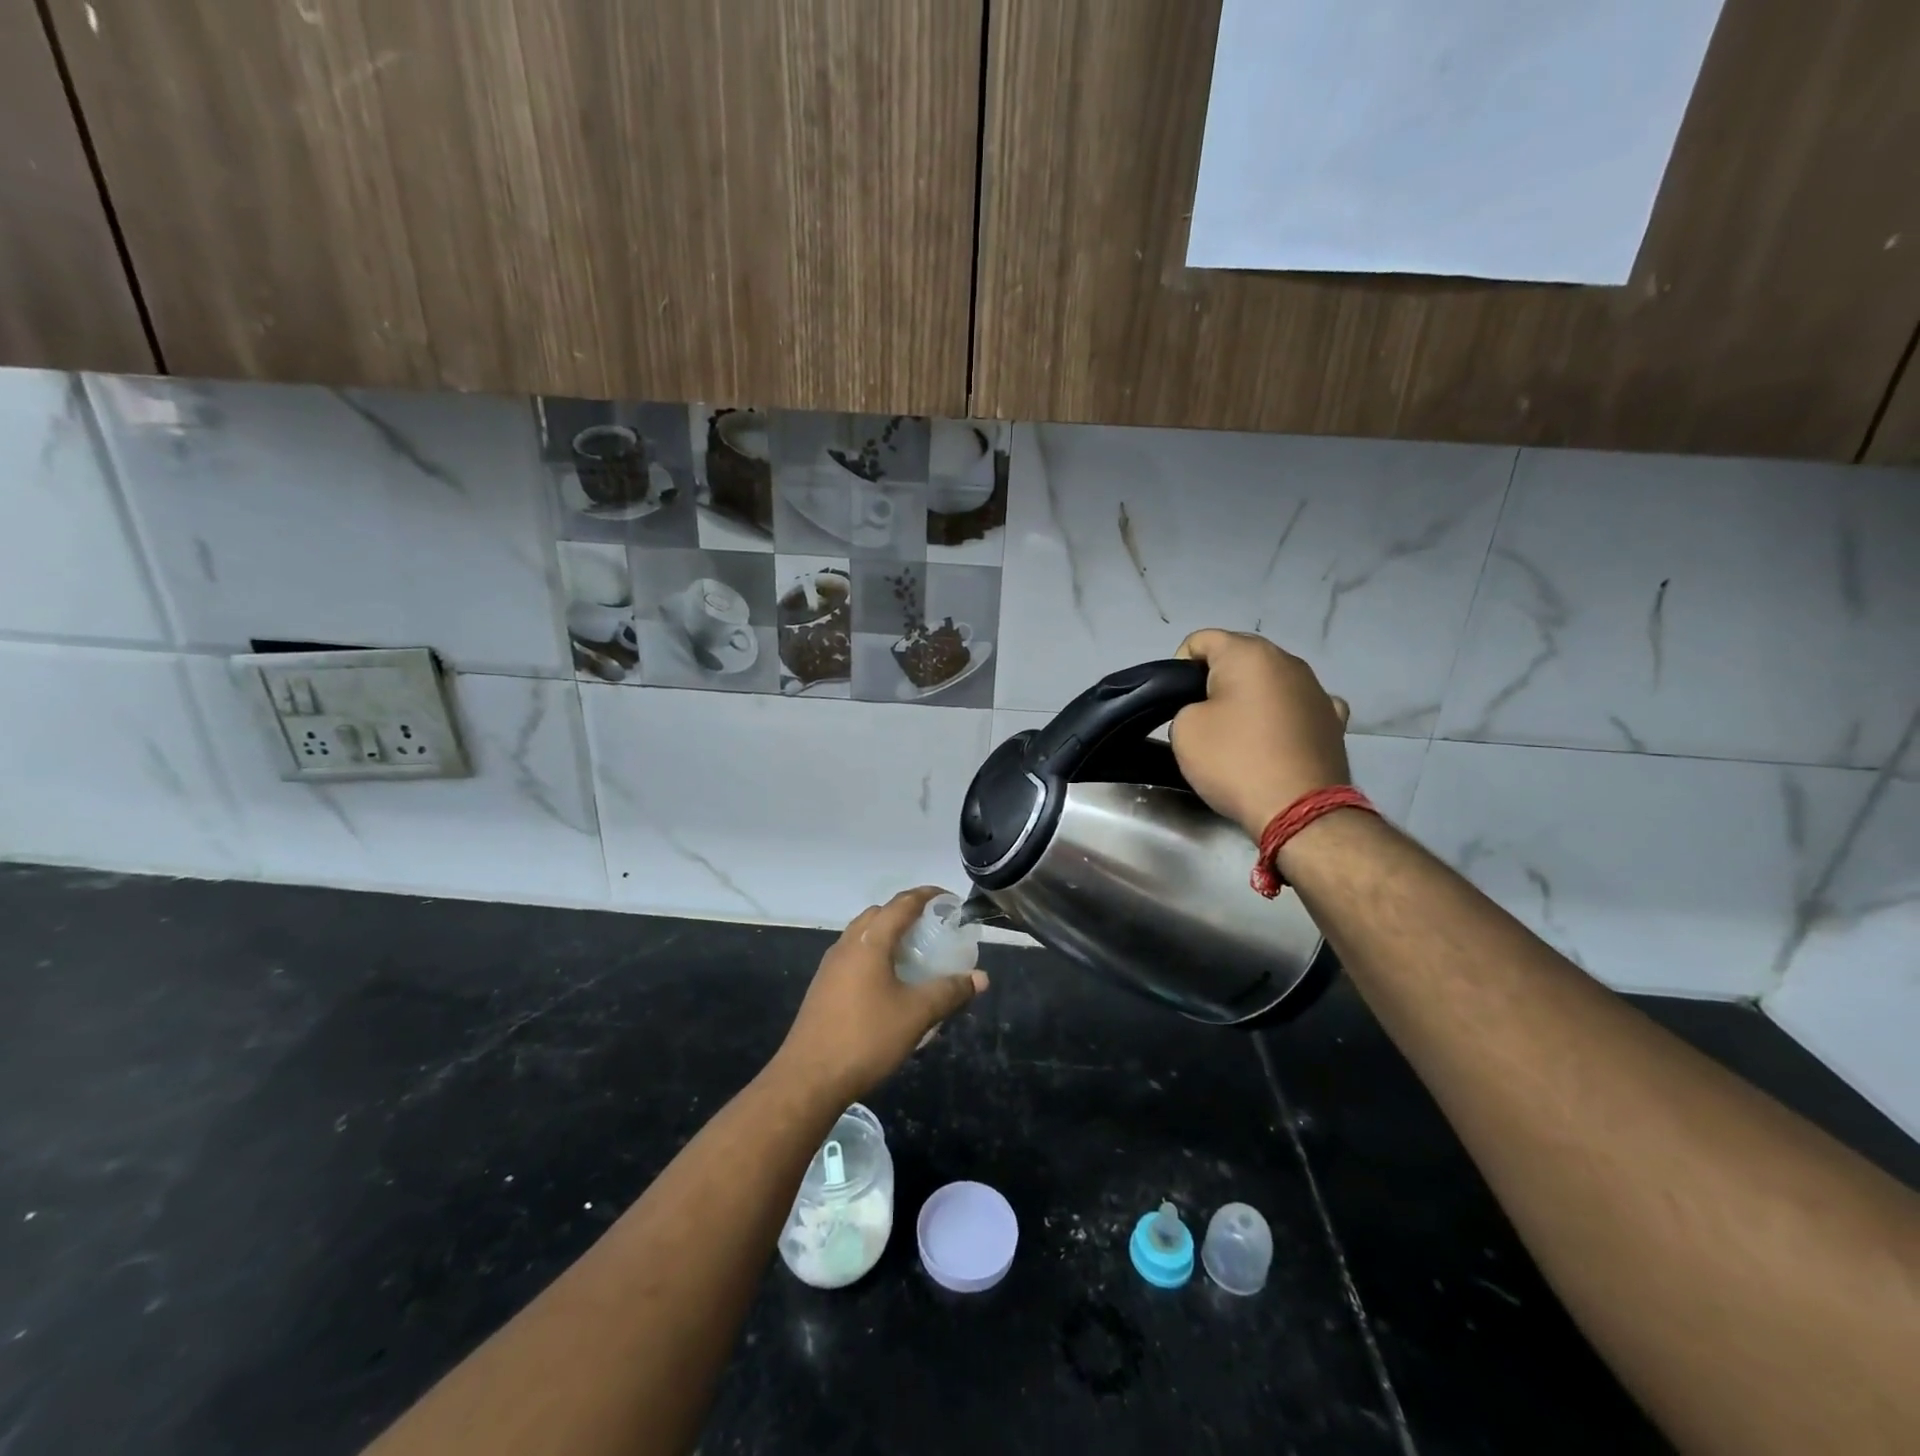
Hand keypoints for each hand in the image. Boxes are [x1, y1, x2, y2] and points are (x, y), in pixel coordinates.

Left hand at [773, 888, 988, 1104]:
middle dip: (908, 913)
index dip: (928, 895)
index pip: (902, 903)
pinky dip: (876, 954)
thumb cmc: (866, 1038)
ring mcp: (831, 966)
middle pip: (880, 914)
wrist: (808, 1078)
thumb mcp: (916, 1015)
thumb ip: (950, 992)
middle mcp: (847, 944)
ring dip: (889, 935)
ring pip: (864, 935)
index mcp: (869, 941)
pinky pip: (855, 956)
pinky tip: (890, 983)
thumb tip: (981, 978)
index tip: (950, 900)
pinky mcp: (823, 986)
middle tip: (935, 928)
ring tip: (915, 954)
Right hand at [1169, 629, 1351, 839]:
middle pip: (1240, 657)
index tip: (1175, 700)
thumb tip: (1210, 710)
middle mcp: (1289, 661)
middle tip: (1202, 717)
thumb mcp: (1185, 730)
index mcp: (1249, 654)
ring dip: (1252, 697)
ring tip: (1239, 733)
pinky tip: (1278, 738)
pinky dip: (1284, 716)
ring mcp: (1318, 690)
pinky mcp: (1334, 721)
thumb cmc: (1235, 761)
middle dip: (1217, 679)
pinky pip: (1299, 707)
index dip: (1179, 666)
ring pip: (1272, 681)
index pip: (1202, 640)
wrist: (1299, 809)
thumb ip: (1188, 706)